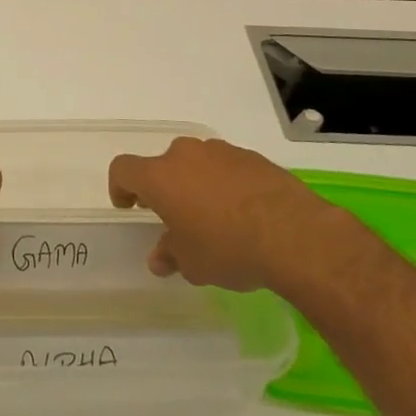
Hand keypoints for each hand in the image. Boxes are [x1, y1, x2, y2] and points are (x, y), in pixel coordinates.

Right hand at [108, 137, 350, 296]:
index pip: (123, 169)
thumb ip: (170, 255)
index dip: (120, 187)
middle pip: (163, 165)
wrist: (294, 234)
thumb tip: (160, 258)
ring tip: (215, 218)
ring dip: (197, 184)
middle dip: (166, 189)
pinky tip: (244, 214)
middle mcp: (185, 155)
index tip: (129, 207)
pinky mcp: (252, 157)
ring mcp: (221, 151)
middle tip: (177, 218)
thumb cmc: (228, 248)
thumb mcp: (192, 263)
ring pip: (197, 164)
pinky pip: (227, 168)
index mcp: (160, 176)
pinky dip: (227, 184)